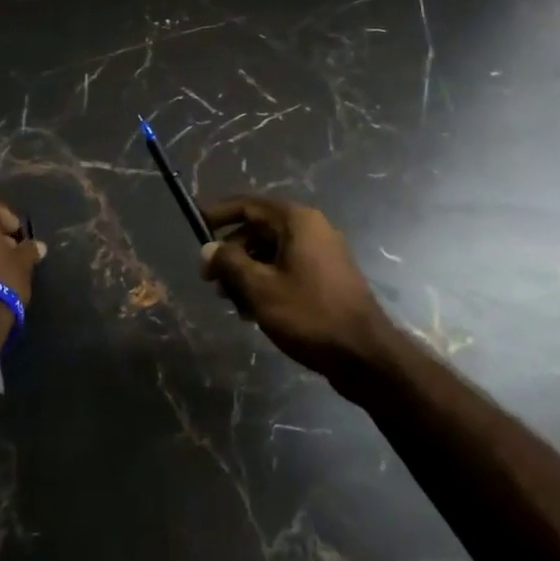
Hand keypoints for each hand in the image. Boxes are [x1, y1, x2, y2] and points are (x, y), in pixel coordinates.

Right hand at [199, 196, 390, 385]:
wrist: (364, 355)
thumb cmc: (309, 315)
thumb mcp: (260, 288)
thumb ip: (229, 263)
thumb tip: (208, 249)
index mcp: (297, 221)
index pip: (248, 205)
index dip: (218, 214)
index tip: (195, 226)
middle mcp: (311, 228)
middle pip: (259, 229)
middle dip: (231, 253)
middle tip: (210, 281)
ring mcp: (322, 253)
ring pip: (271, 252)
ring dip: (247, 272)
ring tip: (232, 304)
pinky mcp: (326, 276)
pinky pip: (287, 268)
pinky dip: (267, 282)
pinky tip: (254, 311)